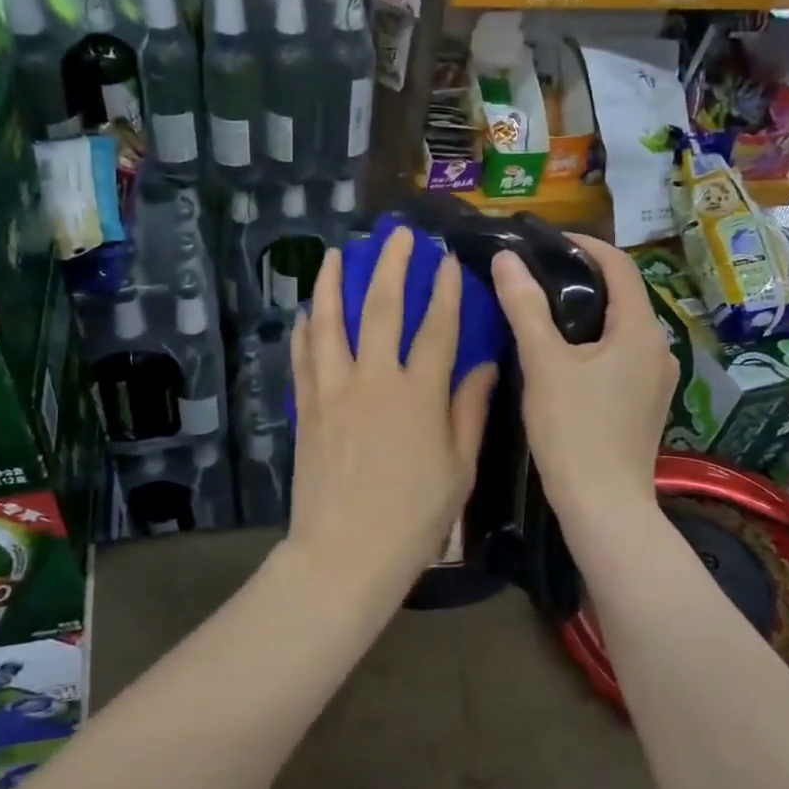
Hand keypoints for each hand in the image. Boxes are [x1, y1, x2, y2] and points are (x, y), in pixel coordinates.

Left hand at [284, 228, 497, 616]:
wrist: (345, 554)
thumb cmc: (413, 518)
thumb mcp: (458, 469)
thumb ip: (469, 411)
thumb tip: (485, 365)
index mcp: (418, 395)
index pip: (436, 328)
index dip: (444, 291)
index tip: (446, 261)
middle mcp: (373, 380)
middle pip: (380, 309)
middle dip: (390, 266)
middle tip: (396, 235)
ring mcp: (333, 391)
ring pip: (330, 323)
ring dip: (332, 283)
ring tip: (336, 253)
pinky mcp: (306, 408)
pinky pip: (303, 357)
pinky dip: (304, 330)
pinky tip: (305, 312)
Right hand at [490, 235, 676, 538]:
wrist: (603, 508)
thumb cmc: (574, 430)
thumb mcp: (543, 363)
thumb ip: (524, 306)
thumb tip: (506, 258)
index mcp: (641, 331)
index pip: (620, 266)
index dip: (585, 245)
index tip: (547, 241)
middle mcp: (659, 349)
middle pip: (622, 296)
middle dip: (581, 279)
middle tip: (535, 276)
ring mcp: (656, 380)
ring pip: (620, 329)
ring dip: (586, 313)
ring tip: (542, 312)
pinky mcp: (645, 404)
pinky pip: (620, 357)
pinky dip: (593, 343)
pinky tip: (562, 357)